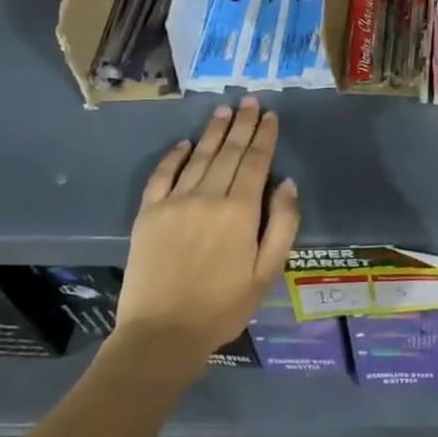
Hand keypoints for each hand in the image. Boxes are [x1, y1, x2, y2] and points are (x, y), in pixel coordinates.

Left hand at [115, 98, 301, 357]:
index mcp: (240, 210)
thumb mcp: (267, 272)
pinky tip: (185, 143)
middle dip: (243, 124)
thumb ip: (283, 224)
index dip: (265, 136)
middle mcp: (208, 196)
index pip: (256, 161)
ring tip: (225, 111)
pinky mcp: (149, 214)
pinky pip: (163, 175)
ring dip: (214, 132)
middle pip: (230, 151)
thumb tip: (288, 184)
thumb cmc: (223, 306)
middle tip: (250, 101)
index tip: (270, 115)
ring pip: (199, 157)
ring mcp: (175, 202)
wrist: (161, 335)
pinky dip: (175, 156)